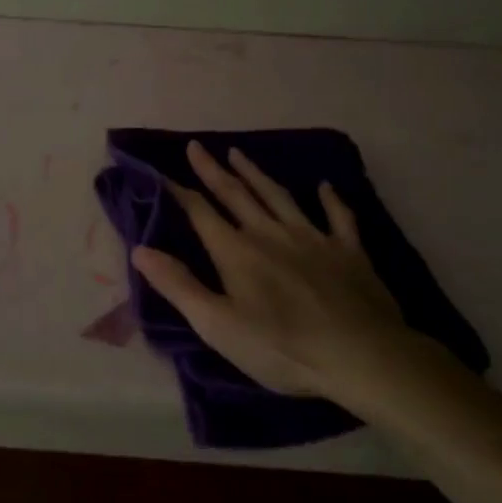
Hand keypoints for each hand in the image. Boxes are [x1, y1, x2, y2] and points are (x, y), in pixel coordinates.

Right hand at [131, 142, 436, 410]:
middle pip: (236, 195)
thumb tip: (140, 250)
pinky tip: (325, 186)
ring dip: (256, 174)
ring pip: (278, 197)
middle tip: (196, 147)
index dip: (178, 192)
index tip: (160, 172)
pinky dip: (330, 199)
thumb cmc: (280, 347)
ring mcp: (313, 238)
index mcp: (237, 252)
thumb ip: (178, 285)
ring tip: (239, 154)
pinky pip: (338, 217)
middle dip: (213, 171)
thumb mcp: (217, 325)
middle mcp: (271, 234)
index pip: (200, 213)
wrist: (361, 355)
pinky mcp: (348, 251)